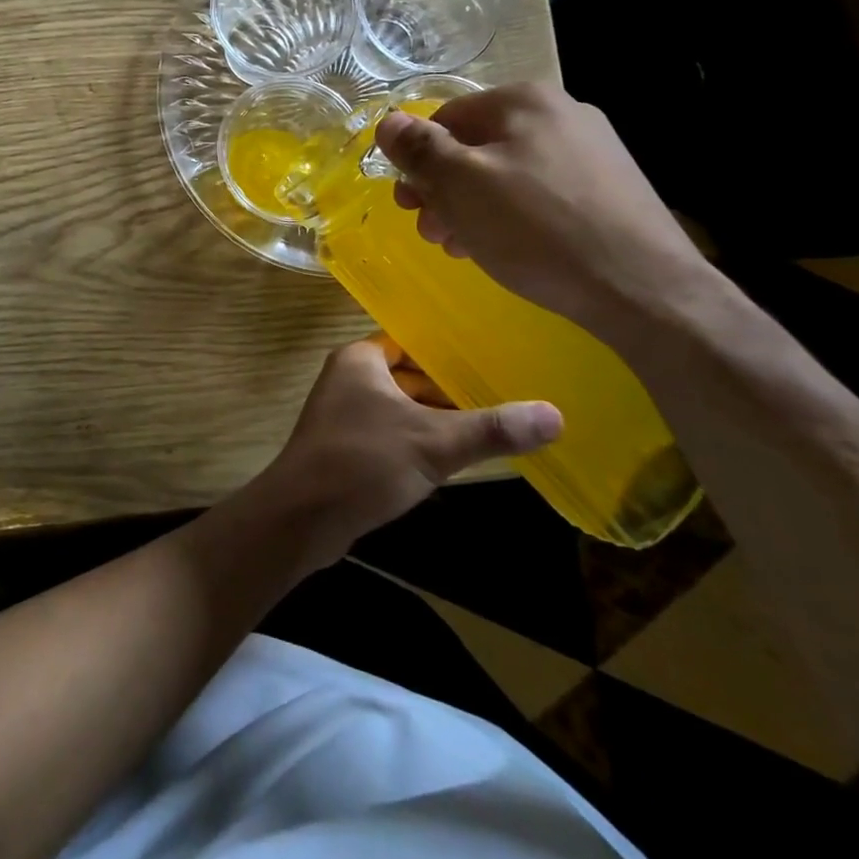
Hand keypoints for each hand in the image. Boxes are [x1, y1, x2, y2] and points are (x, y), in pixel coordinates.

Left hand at [254, 337, 560, 565]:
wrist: (302, 518)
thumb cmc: (363, 462)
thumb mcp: (434, 442)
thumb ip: (491, 429)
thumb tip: (556, 415)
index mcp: (361, 359)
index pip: (413, 341)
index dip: (450, 349)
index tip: (494, 355)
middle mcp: (349, 378)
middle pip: (411, 374)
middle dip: (451, 387)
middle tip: (505, 391)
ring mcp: (345, 413)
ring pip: (402, 406)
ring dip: (437, 416)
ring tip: (491, 422)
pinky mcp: (347, 446)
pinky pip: (392, 432)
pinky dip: (419, 439)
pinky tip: (454, 455)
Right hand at [374, 83, 713, 337]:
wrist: (642, 288)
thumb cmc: (536, 229)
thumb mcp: (462, 185)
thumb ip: (420, 149)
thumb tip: (388, 122)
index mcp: (523, 100)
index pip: (445, 118)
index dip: (417, 161)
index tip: (410, 206)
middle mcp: (561, 112)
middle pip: (477, 145)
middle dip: (444, 189)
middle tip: (433, 232)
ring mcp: (592, 150)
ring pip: (507, 172)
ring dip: (473, 206)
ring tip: (464, 247)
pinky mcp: (609, 188)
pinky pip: (540, 192)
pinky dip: (512, 215)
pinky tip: (506, 248)